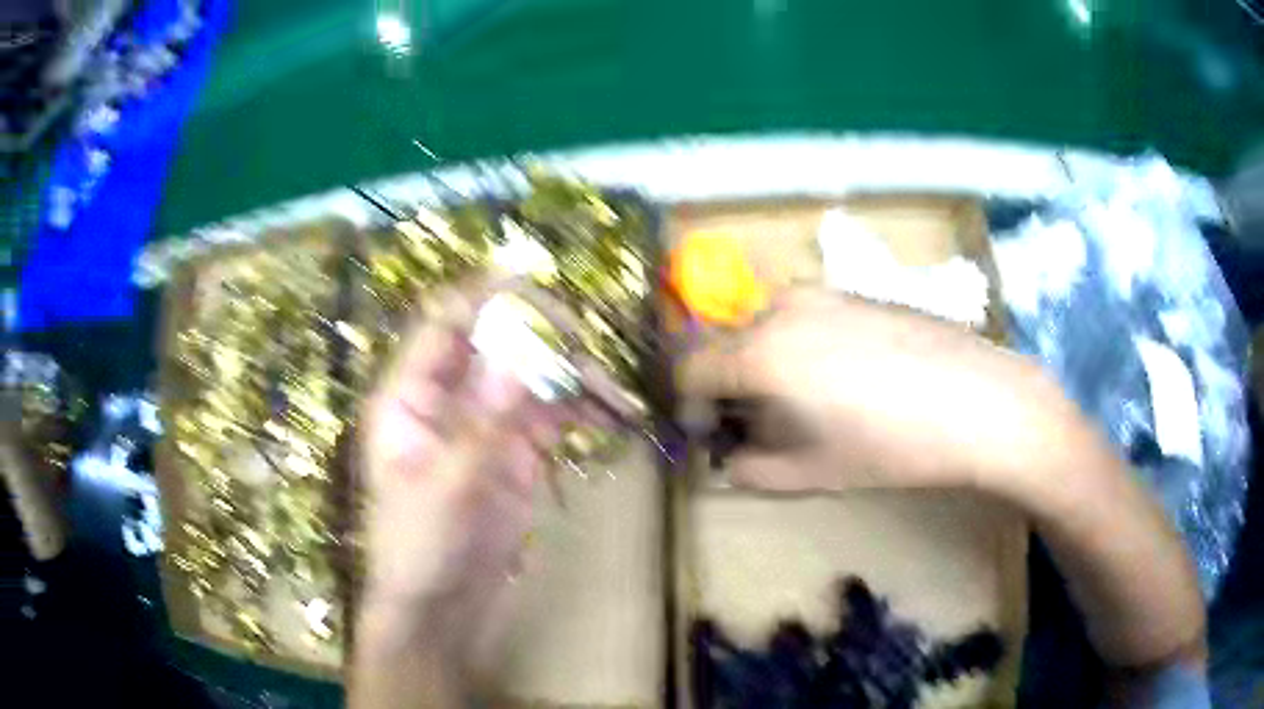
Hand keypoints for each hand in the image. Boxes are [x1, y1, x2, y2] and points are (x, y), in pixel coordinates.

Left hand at [357, 284, 584, 665]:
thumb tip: (522, 359)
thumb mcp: (445, 489)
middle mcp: (448, 401)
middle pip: (496, 344)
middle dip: (541, 338)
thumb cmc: (418, 551)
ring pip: (532, 379)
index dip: (482, 297)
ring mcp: (485, 425)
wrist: (440, 609)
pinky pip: (551, 417)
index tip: (531, 280)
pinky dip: (580, 411)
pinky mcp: (515, 453)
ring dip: (571, 377)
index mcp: (410, 398)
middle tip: (586, 349)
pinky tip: (609, 417)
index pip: (443, 326)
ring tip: (613, 392)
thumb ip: (484, 425)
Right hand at [680, 289, 1077, 493]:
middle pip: (730, 346)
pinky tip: (850, 381)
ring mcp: (825, 294)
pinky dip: (804, 348)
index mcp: (761, 351)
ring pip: (770, 329)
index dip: (691, 407)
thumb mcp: (810, 473)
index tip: (713, 436)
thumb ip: (750, 469)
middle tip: (764, 427)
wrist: (979, 401)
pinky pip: (808, 319)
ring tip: (810, 405)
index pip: (691, 370)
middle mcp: (783, 308)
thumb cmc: (891, 445)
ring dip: (769, 366)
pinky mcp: (857, 293)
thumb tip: (730, 459)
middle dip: (733, 388)